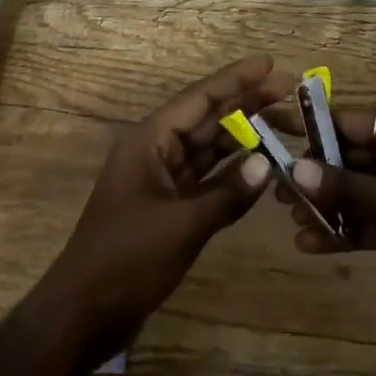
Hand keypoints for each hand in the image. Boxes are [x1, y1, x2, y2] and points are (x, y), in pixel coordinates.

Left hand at [38, 55, 295, 358]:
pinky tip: (263, 165)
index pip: (199, 99)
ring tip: (285, 121)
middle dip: (247, 103)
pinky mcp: (169, 207)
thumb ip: (228, 194)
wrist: (84, 312)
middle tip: (291, 89)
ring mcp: (162, 180)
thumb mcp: (182, 225)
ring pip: (209, 147)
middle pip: (207, 118)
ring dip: (244, 135)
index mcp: (149, 141)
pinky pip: (207, 178)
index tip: (270, 63)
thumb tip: (270, 165)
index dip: (235, 79)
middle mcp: (156, 152)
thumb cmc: (127, 260)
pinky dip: (233, 172)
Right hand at [282, 107, 375, 340]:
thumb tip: (296, 170)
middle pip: (345, 159)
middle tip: (271, 189)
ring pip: (352, 194)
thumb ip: (351, 188)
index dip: (310, 128)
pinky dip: (341, 233)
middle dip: (312, 174)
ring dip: (323, 206)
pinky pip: (364, 225)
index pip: (348, 121)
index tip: (269, 135)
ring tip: (288, 219)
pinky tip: (310, 245)